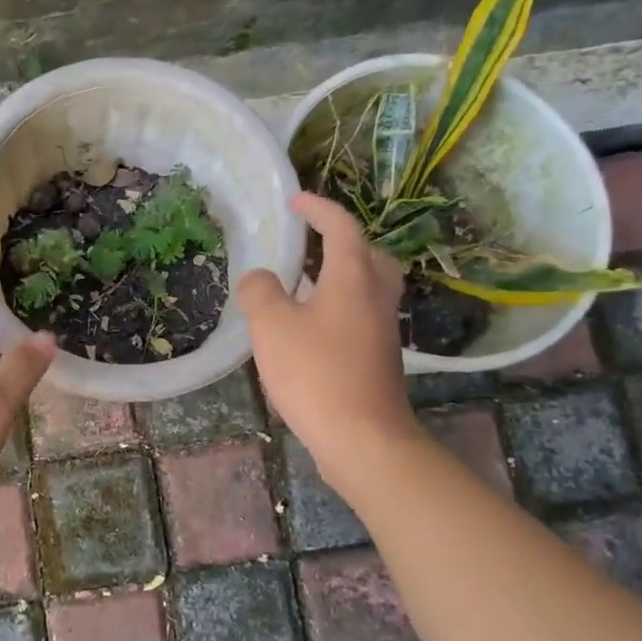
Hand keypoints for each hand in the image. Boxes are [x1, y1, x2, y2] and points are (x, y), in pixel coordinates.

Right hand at [237, 193, 419, 479]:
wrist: (363, 439)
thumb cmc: (316, 373)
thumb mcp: (272, 326)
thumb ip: (260, 292)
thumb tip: (259, 279)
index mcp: (353, 279)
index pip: (341, 228)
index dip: (318, 208)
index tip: (294, 201)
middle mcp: (375, 298)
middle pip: (369, 255)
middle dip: (342, 241)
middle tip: (311, 243)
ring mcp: (382, 331)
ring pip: (369, 287)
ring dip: (341, 276)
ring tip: (304, 283)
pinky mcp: (379, 359)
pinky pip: (361, 316)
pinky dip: (339, 306)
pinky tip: (310, 327)